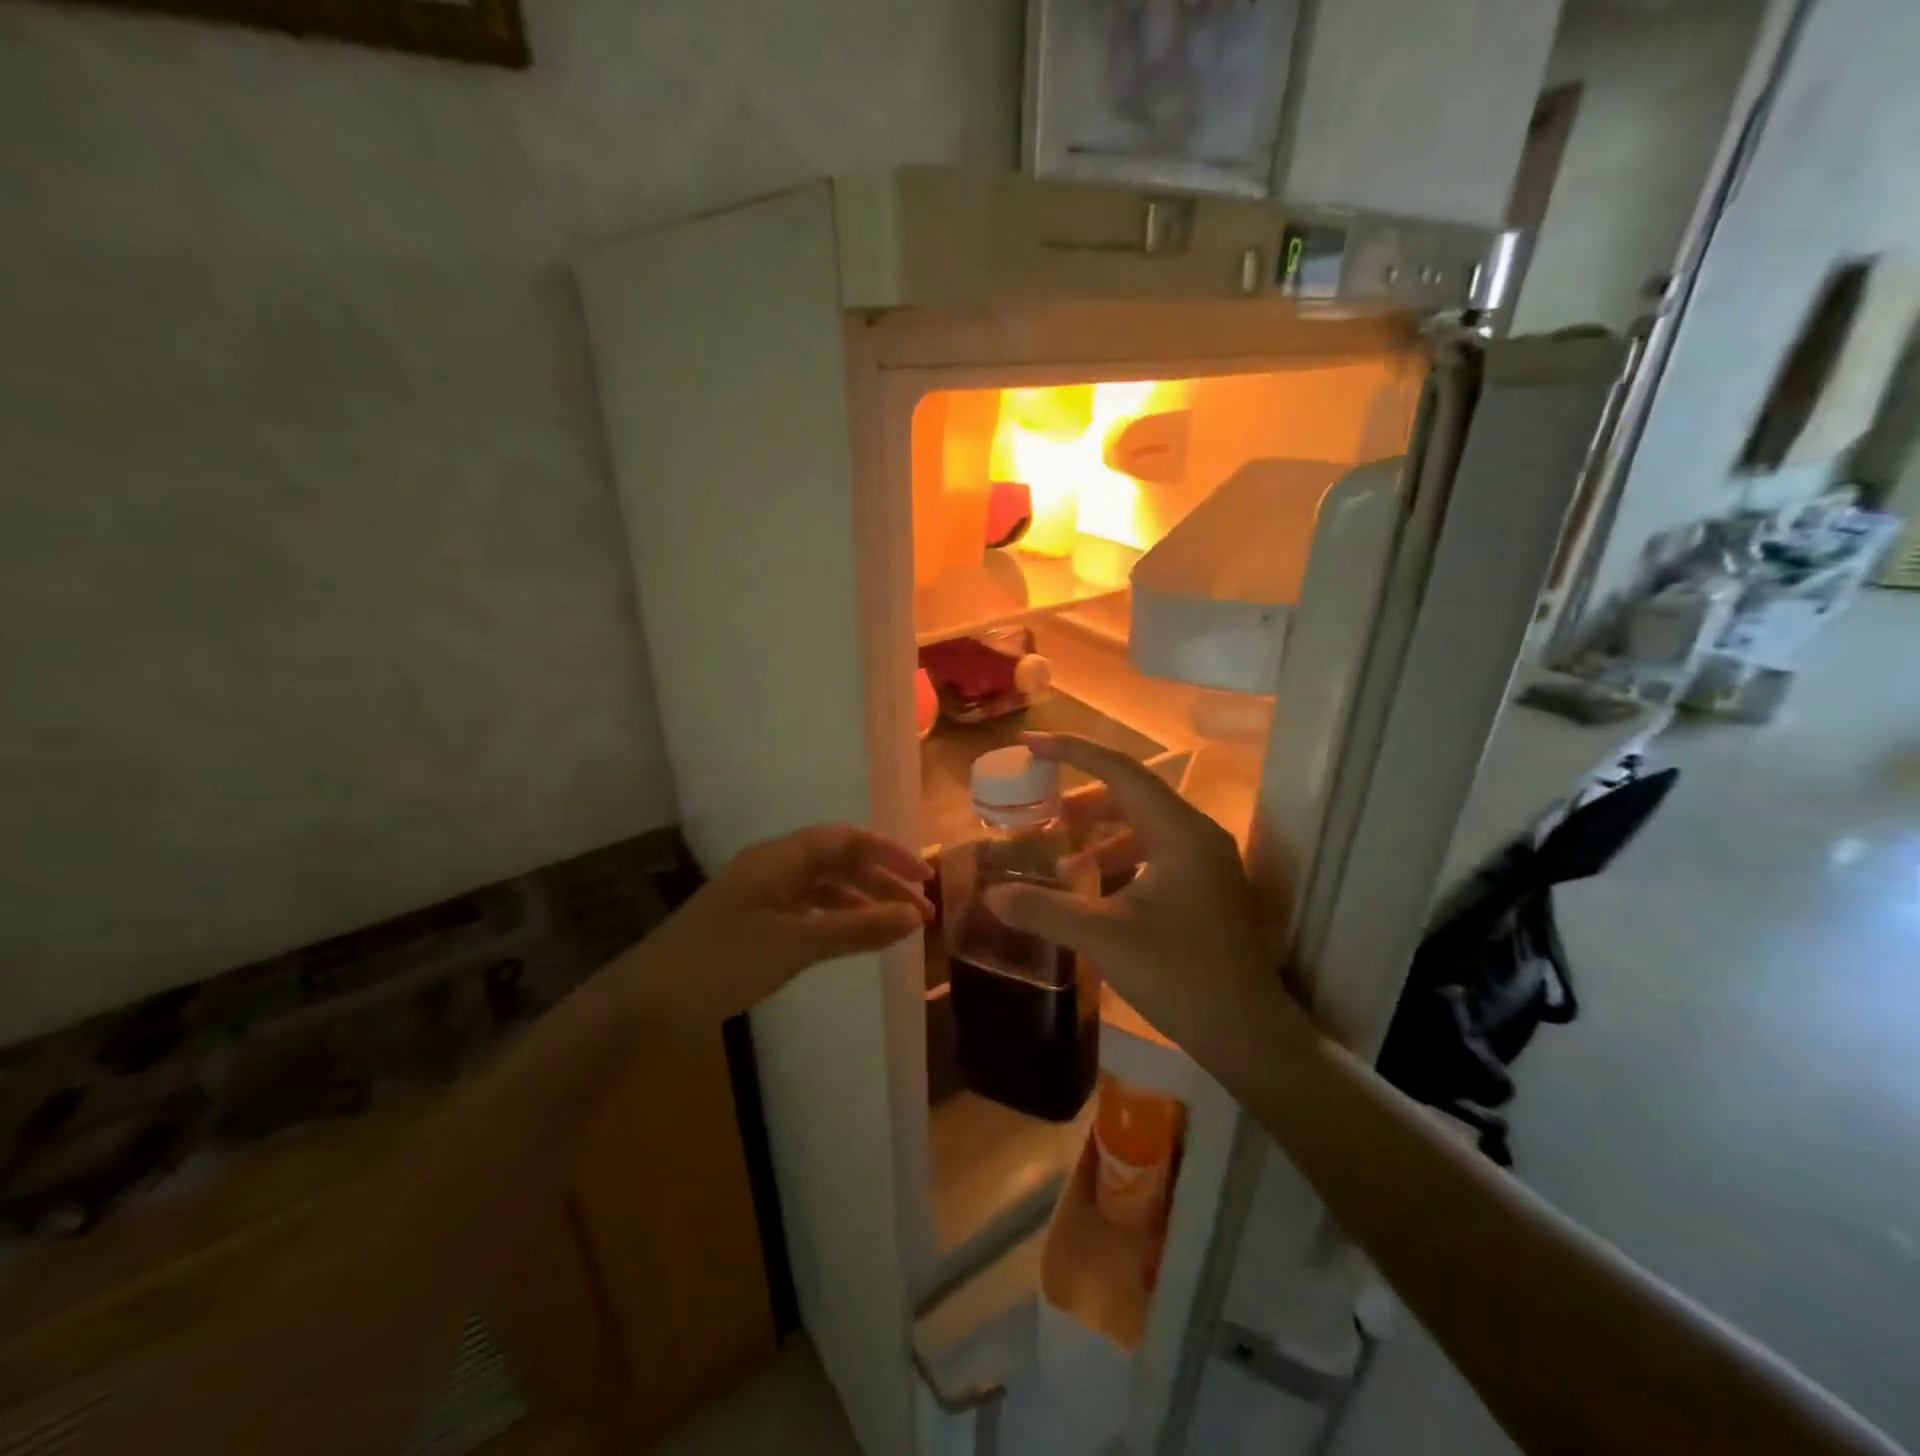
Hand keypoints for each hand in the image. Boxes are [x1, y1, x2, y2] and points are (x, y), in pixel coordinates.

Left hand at [636, 826, 931, 1023]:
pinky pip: (805, 909)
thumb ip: (858, 927)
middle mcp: (771, 867)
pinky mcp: (750, 922)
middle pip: (837, 860)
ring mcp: (759, 894)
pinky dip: (835, 919)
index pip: (846, 840)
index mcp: (780, 858)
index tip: (924, 880)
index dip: (888, 854)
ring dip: (860, 901)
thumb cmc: (723, 962)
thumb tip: (914, 915)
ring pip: (822, 886)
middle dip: (880, 880)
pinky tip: (852, 938)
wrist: (645, 1003)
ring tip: (894, 928)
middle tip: (918, 912)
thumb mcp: (797, 944)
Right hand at [983, 733, 1299, 1062]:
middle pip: (1132, 795)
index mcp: (1179, 832)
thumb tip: (991, 896)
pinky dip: (1118, 859)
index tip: (1029, 745)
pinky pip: (1154, 853)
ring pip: (1143, 827)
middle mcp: (1198, 835)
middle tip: (1040, 811)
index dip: (1072, 751)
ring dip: (1099, 834)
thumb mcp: (1104, 938)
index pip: (1120, 771)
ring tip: (1061, 859)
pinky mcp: (1206, 888)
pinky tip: (1092, 887)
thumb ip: (1045, 910)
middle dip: (1081, 800)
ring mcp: (1207, 862)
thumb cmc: (1180, 975)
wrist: (1248, 1033)